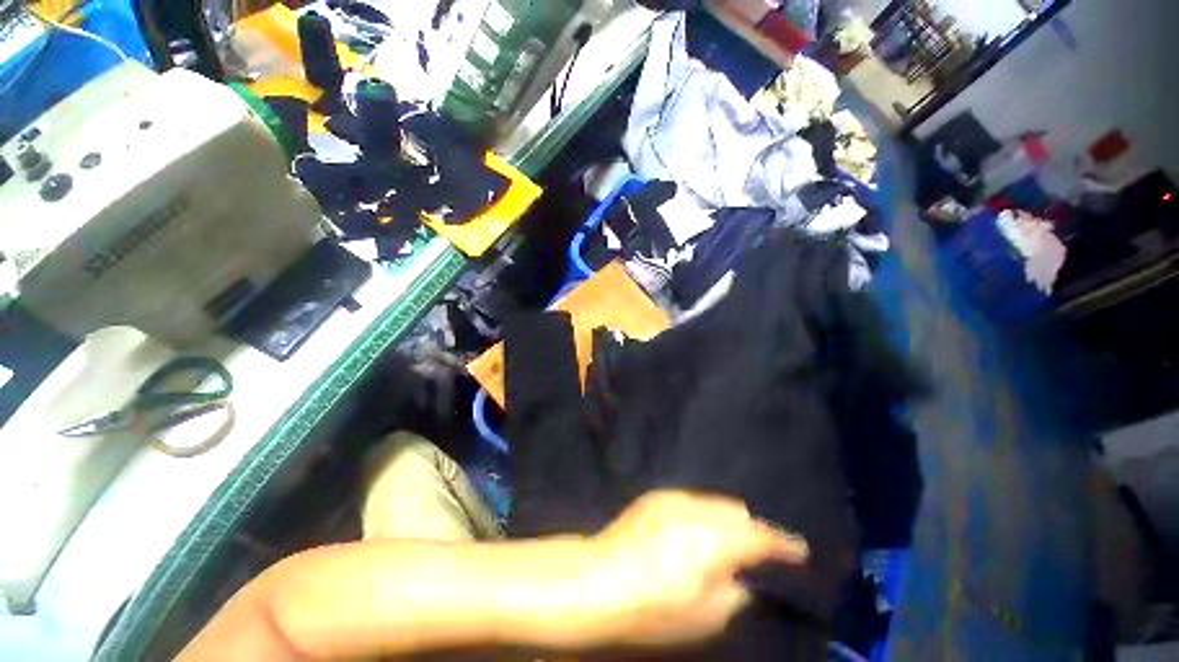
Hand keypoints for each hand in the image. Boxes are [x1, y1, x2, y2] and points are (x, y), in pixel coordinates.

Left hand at [584, 491, 809, 647]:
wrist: (601, 577)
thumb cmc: (656, 608)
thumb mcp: (707, 616)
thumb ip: (735, 591)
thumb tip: (744, 576)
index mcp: (716, 539)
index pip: (762, 536)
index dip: (784, 544)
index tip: (799, 550)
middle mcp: (698, 509)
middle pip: (737, 511)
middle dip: (752, 528)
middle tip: (755, 551)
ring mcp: (674, 498)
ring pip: (714, 502)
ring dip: (725, 519)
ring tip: (724, 540)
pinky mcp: (656, 496)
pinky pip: (690, 500)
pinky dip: (701, 514)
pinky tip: (692, 531)